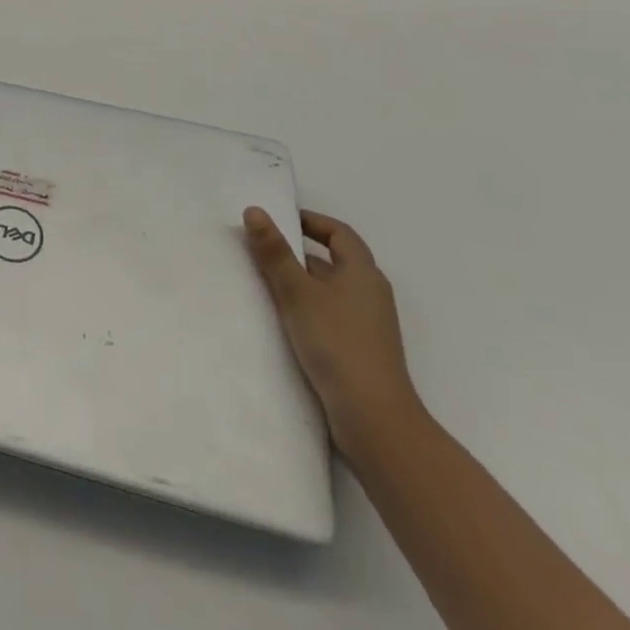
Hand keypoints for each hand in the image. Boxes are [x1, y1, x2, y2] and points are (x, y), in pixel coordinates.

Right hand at [242, 207, 421, 455]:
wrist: (374, 419)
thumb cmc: (337, 343)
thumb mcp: (298, 292)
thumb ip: (274, 252)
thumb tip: (255, 210)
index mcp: (363, 273)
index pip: (339, 233)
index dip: (311, 221)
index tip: (279, 219)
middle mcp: (370, 294)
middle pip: (332, 261)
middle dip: (296, 253)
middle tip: (259, 250)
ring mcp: (366, 325)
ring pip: (328, 290)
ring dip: (298, 282)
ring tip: (261, 283)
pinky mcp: (358, 350)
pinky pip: (328, 315)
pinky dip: (305, 308)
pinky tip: (280, 320)